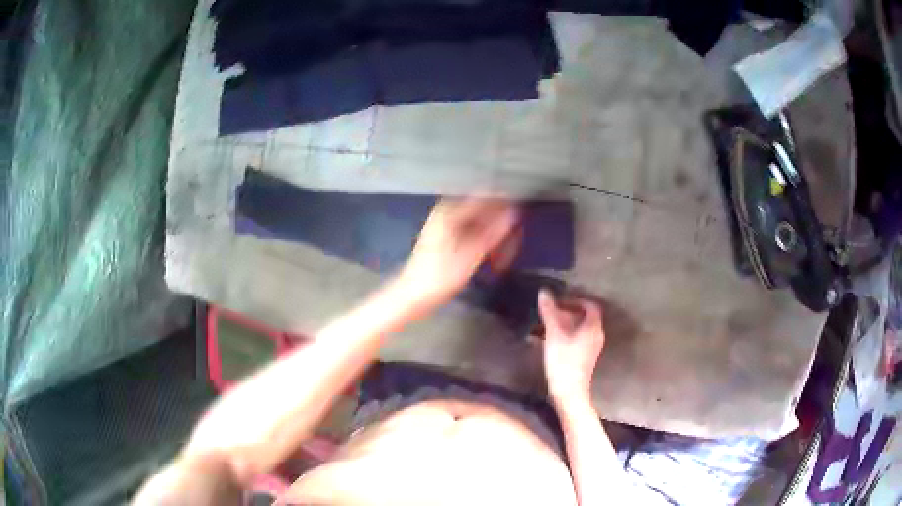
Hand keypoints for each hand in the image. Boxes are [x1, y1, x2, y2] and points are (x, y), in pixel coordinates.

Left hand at [398, 197, 518, 310]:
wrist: (413, 295)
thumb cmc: (439, 277)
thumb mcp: (471, 255)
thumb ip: (494, 232)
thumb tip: (514, 213)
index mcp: (451, 211)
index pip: (487, 197)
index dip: (507, 206)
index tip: (521, 220)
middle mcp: (448, 212)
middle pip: (485, 210)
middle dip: (501, 226)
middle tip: (513, 246)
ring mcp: (447, 224)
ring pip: (481, 223)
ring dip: (494, 237)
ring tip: (502, 257)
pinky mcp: (448, 237)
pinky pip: (473, 233)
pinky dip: (484, 243)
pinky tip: (491, 259)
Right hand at [538, 289, 604, 405]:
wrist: (569, 393)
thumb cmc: (564, 361)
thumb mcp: (554, 334)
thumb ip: (549, 312)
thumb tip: (544, 292)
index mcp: (593, 327)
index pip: (590, 306)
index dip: (576, 300)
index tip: (560, 300)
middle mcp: (595, 336)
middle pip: (583, 318)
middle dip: (566, 313)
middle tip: (549, 312)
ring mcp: (590, 348)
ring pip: (577, 330)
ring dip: (562, 325)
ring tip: (543, 326)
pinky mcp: (583, 359)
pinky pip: (574, 340)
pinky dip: (562, 336)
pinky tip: (545, 341)